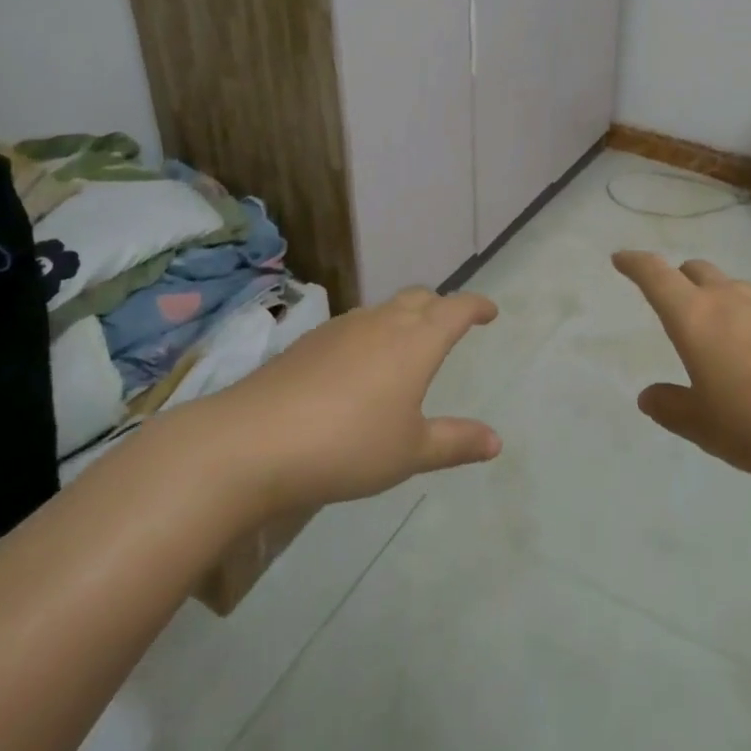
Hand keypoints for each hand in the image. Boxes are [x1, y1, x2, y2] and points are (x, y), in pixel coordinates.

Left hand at [213, 287, 502, 510]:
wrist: (254, 440)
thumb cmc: (348, 445)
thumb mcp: (410, 452)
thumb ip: (455, 442)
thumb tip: (496, 440)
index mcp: (416, 341)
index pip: (456, 309)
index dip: (477, 307)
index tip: (490, 312)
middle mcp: (382, 322)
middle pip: (420, 298)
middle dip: (441, 306)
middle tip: (451, 324)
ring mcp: (342, 328)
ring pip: (385, 309)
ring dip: (405, 317)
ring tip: (407, 345)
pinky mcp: (310, 341)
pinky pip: (355, 325)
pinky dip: (372, 333)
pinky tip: (359, 366)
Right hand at [611, 251, 750, 484]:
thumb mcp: (707, 427)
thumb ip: (672, 408)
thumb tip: (648, 395)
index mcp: (695, 317)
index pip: (656, 275)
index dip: (635, 264)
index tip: (621, 258)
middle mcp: (732, 300)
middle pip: (697, 271)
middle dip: (679, 279)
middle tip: (673, 300)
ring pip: (735, 288)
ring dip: (719, 299)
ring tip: (721, 335)